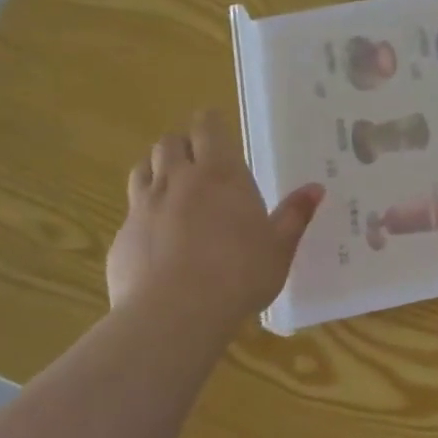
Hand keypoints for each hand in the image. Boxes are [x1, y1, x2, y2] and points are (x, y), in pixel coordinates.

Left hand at [107, 112, 324, 320]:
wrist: (175, 313)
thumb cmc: (240, 273)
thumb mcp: (279, 247)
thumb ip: (295, 215)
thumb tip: (316, 189)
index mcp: (219, 174)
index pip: (207, 128)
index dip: (209, 123)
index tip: (215, 128)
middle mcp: (177, 181)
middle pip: (168, 143)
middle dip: (182, 146)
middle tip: (198, 162)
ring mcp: (143, 208)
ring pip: (142, 170)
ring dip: (157, 171)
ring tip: (173, 190)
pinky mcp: (121, 238)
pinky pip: (131, 213)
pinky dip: (144, 215)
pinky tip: (158, 240)